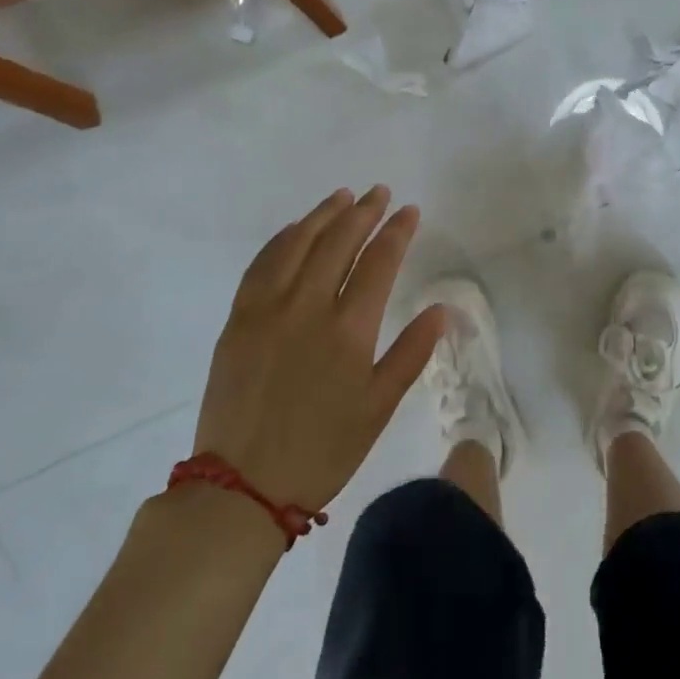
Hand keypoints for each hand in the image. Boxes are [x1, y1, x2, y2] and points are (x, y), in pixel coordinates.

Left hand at [194, 185, 446, 512]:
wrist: (241, 486)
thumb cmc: (322, 451)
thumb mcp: (378, 408)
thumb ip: (411, 354)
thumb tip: (441, 310)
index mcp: (348, 330)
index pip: (379, 262)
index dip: (397, 231)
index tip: (409, 210)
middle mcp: (307, 307)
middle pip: (338, 242)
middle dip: (363, 212)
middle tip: (379, 193)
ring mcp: (266, 309)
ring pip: (298, 244)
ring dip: (323, 215)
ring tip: (343, 196)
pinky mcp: (237, 319)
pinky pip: (262, 264)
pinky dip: (283, 239)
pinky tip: (295, 229)